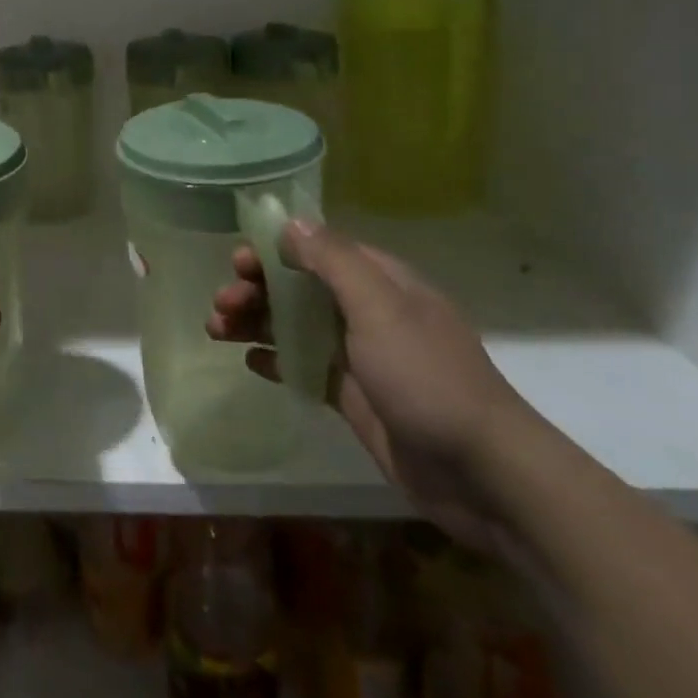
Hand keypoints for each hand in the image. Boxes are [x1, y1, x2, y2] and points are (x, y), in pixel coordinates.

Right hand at [207, 221, 537, 552]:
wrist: (482, 474)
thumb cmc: (426, 377)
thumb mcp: (380, 308)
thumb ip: (333, 261)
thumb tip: (291, 222)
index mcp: (381, 283)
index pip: (319, 250)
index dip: (275, 250)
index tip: (238, 262)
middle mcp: (369, 312)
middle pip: (301, 287)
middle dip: (257, 288)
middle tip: (221, 303)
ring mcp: (361, 356)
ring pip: (296, 325)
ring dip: (256, 321)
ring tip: (216, 330)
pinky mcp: (354, 397)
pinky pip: (305, 366)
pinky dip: (275, 359)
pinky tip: (249, 362)